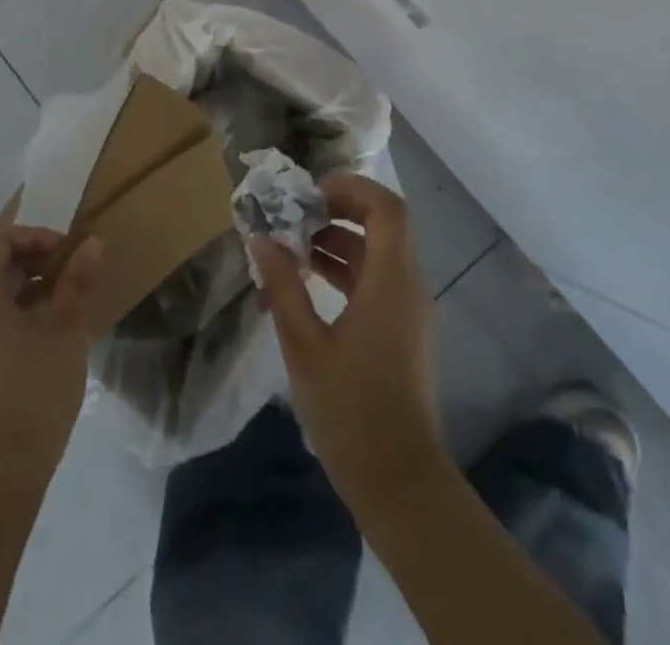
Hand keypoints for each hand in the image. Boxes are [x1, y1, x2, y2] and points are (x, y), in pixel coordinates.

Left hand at [0, 210, 101, 459]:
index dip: (34, 234)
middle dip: (36, 257)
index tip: (66, 250)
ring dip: (31, 284)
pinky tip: (52, 327)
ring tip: (68, 297)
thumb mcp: (65, 324)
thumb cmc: (36, 381)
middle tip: (72, 268)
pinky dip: (21, 309)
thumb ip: (77, 279)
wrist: (8, 461)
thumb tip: (92, 244)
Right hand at [251, 173, 444, 505]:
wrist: (399, 482)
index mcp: (391, 281)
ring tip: (291, 245)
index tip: (310, 191)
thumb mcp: (304, 345)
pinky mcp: (403, 330)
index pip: (387, 208)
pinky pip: (378, 279)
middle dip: (339, 210)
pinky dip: (346, 269)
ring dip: (338, 240)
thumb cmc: (350, 410)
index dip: (352, 188)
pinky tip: (307, 280)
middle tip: (296, 213)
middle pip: (384, 224)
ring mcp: (409, 309)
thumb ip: (283, 286)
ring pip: (378, 252)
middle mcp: (408, 286)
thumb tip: (260, 239)